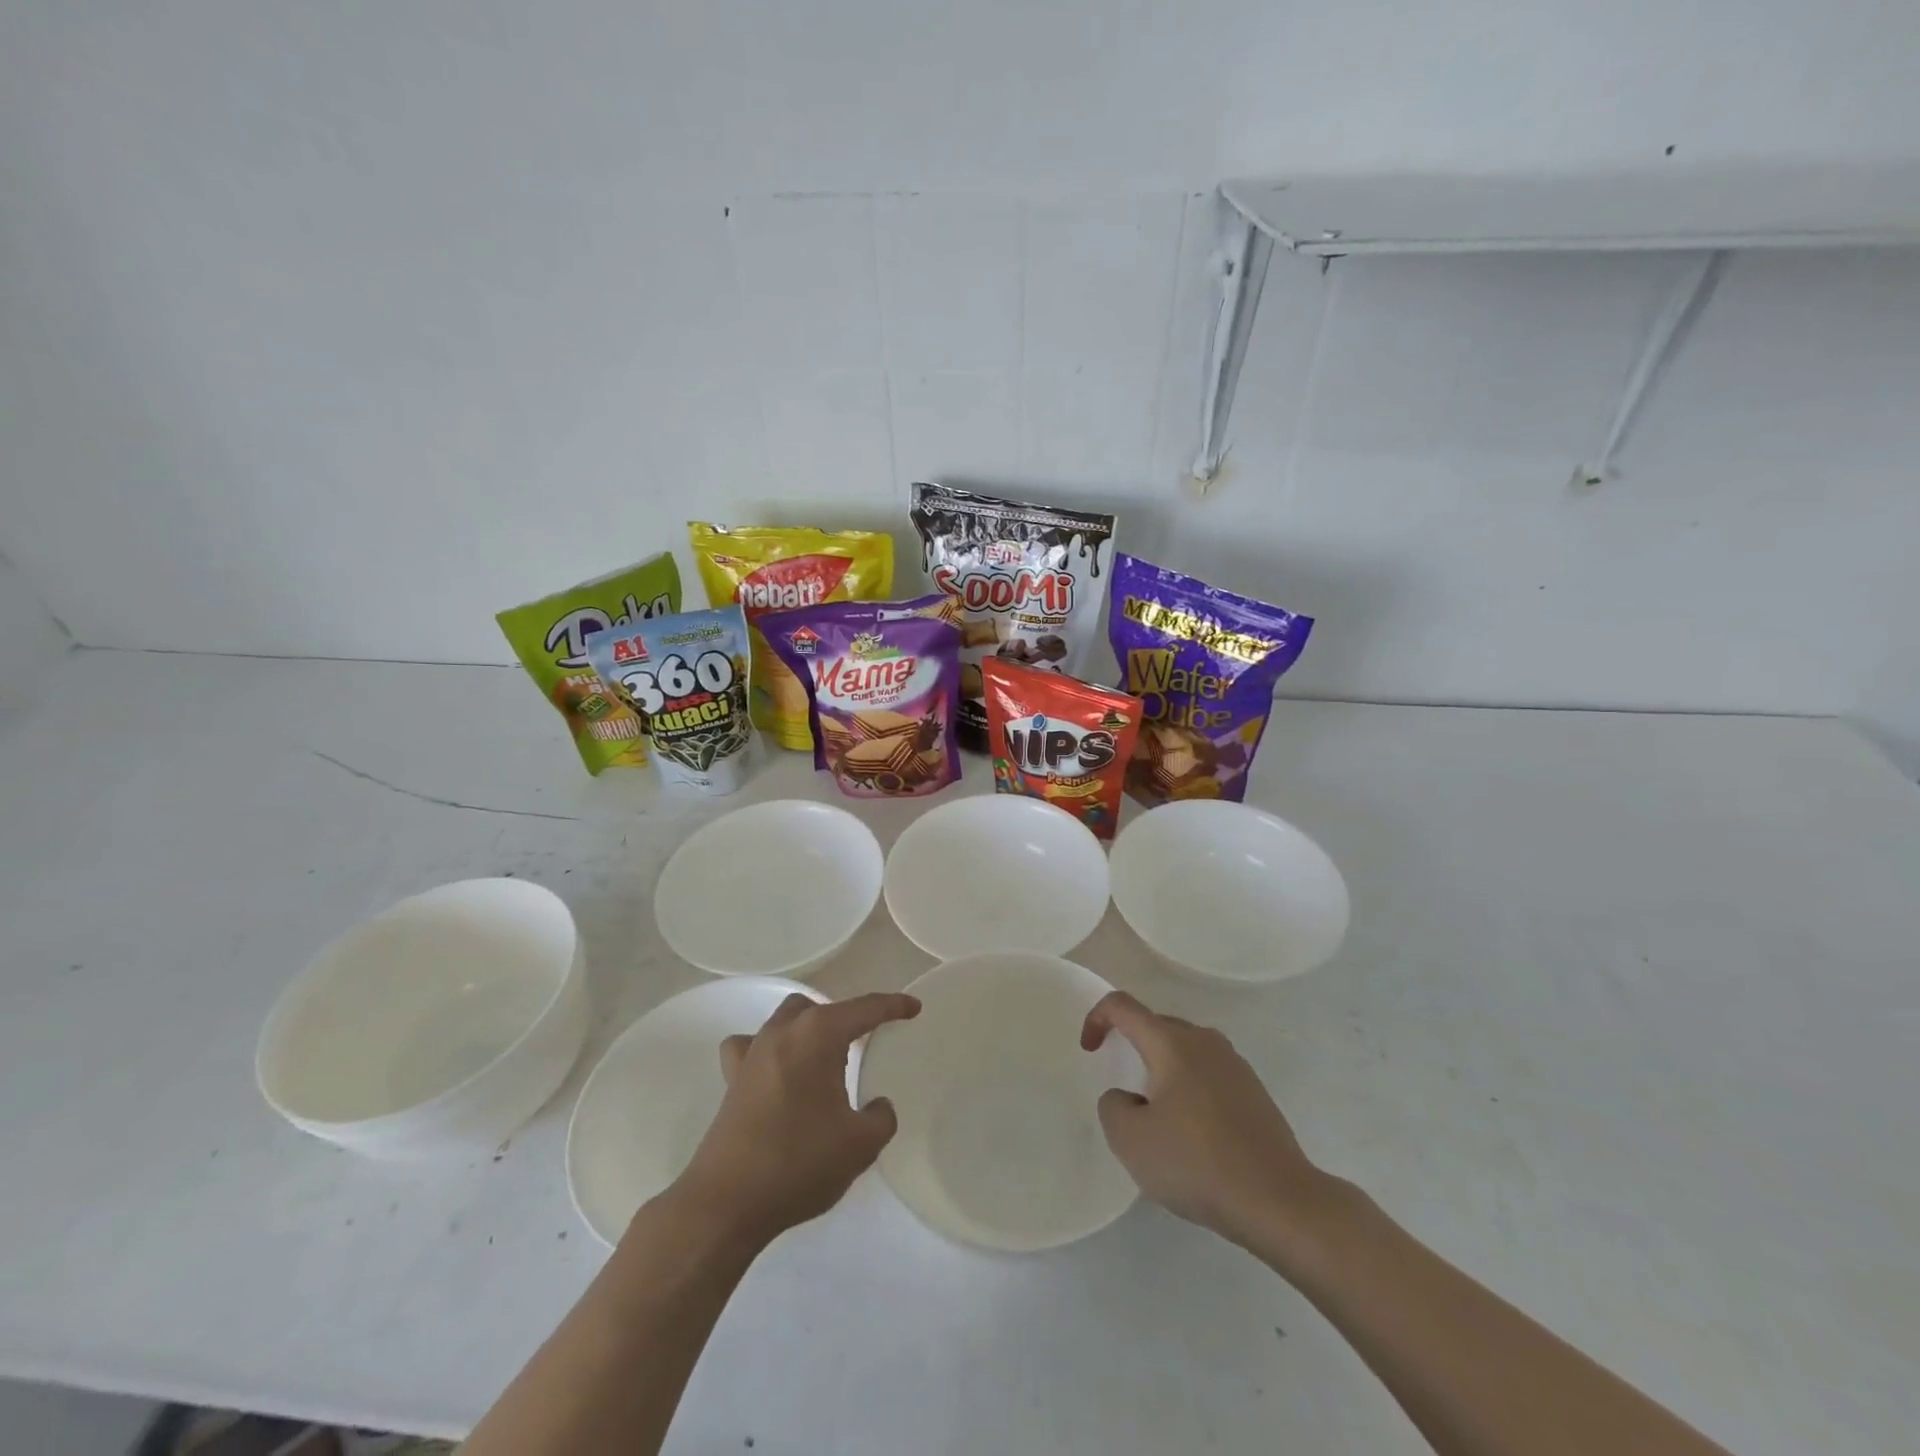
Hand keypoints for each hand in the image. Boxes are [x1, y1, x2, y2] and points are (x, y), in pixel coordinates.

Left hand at [666, 991, 919, 1247]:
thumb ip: (881, 1118)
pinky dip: (769, 1051)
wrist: (726, 1203)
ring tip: (824, 1060)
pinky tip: (777, 1072)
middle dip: (845, 1019)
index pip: (865, 1009)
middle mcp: (784, 1032)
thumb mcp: (860, 1145)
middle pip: (820, 1007)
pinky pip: (751, 1047)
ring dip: (808, 1030)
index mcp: (818, 1035)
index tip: (914, 1007)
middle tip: (864, 1046)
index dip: (893, 1006)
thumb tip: (877, 1105)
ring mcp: (752, 1053)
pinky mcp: (732, 1080)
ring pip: (786, 1020)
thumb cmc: (799, 1163)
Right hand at [1082, 991, 1333, 1252]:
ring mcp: (1235, 1065)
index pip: (1123, 1006)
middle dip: (1132, 1047)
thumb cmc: (1198, 1164)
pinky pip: (1208, 1075)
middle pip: (1156, 1026)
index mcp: (1172, 1043)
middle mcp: (1204, 1041)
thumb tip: (1128, 1098)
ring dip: (1163, 1071)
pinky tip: (1193, 1134)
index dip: (1097, 1019)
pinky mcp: (1254, 1092)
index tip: (1090, 1050)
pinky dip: (1189, 1090)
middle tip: (1124, 1091)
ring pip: (1185, 1051)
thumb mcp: (1131, 1141)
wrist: (1280, 1201)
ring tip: (1157, 1115)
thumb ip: (1113, 1106)